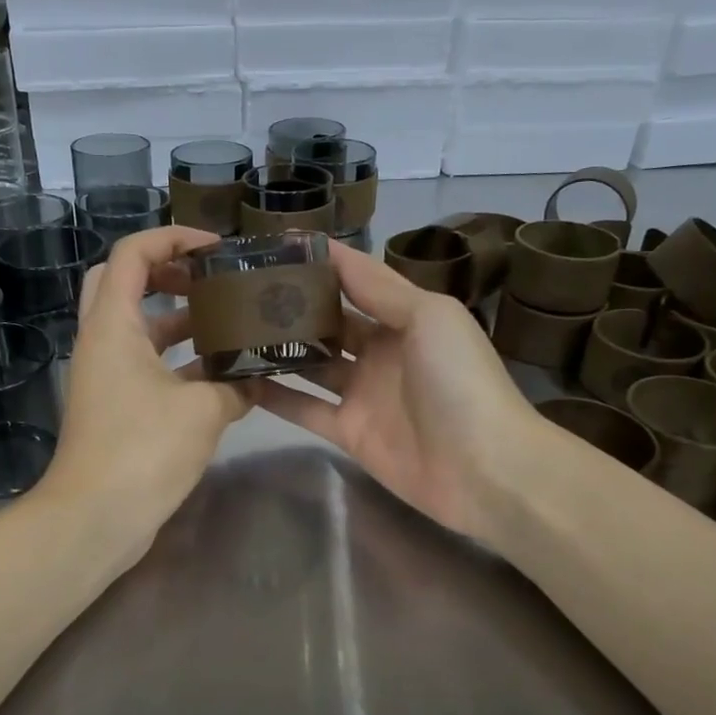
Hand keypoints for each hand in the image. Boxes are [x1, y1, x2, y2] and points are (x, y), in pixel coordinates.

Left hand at [37, 225, 248, 562]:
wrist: (95, 518)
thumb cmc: (143, 451)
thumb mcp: (203, 411)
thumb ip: (236, 385)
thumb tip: (257, 379)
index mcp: (113, 325)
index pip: (133, 253)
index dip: (174, 238)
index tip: (217, 250)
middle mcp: (102, 341)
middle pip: (125, 281)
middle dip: (168, 271)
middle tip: (211, 279)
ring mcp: (105, 375)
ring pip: (138, 327)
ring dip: (178, 319)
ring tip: (228, 320)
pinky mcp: (115, 405)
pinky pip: (146, 364)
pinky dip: (178, 360)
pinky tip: (220, 373)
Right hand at [244, 240, 540, 546]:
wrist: (484, 467)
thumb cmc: (460, 379)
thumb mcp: (428, 315)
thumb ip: (378, 287)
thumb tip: (331, 253)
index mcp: (406, 317)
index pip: (355, 281)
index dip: (319, 263)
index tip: (273, 247)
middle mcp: (381, 351)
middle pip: (329, 322)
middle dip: (291, 305)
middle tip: (239, 290)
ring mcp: (363, 394)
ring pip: (312, 364)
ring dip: (278, 348)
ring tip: (230, 330)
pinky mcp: (349, 432)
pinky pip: (305, 408)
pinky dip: (276, 396)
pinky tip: (239, 381)